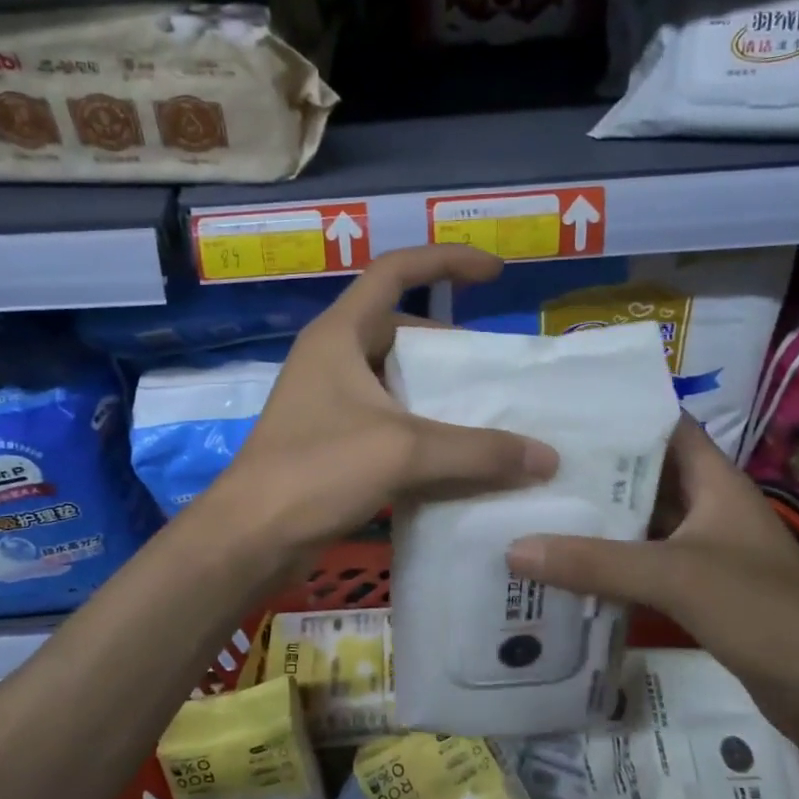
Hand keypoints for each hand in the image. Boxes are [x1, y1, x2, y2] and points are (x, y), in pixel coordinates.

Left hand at [204, 245, 558, 558]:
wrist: (251, 537)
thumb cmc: (317, 471)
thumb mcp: (403, 452)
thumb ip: (478, 451)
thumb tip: (547, 457)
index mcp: (340, 334)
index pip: (395, 270)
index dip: (446, 260)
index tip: (494, 273)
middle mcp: (333, 358)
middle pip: (400, 330)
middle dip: (449, 345)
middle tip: (494, 370)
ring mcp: (329, 401)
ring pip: (396, 381)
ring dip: (438, 394)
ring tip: (487, 414)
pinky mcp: (332, 441)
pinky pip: (389, 421)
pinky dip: (422, 431)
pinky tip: (455, 458)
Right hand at [504, 415, 798, 707]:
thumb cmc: (765, 613)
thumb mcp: (675, 577)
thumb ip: (595, 562)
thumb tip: (513, 547)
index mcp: (716, 482)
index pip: (666, 426)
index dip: (620, 412)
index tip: (560, 411)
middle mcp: (709, 508)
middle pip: (644, 476)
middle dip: (592, 470)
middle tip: (528, 463)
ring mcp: (705, 552)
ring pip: (641, 524)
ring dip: (596, 520)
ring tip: (534, 507)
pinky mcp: (699, 593)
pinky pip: (644, 565)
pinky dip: (609, 564)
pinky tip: (565, 566)